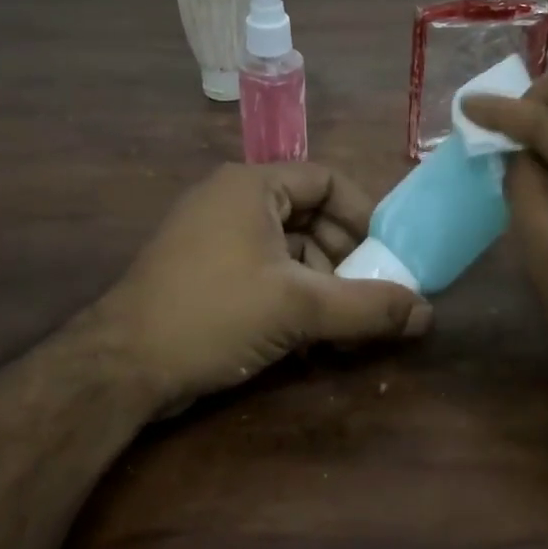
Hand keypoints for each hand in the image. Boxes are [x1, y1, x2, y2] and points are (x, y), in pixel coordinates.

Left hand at [94, 162, 431, 418]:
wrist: (119, 367)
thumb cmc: (213, 314)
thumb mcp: (299, 308)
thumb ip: (367, 307)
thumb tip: (427, 314)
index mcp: (252, 186)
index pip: (326, 181)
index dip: (363, 214)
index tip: (387, 255)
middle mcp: (231, 201)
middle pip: (309, 216)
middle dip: (344, 257)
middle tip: (368, 295)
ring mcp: (212, 237)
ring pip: (287, 249)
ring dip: (320, 283)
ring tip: (342, 326)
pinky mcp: (202, 272)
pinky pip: (263, 271)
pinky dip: (291, 296)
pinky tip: (307, 335)